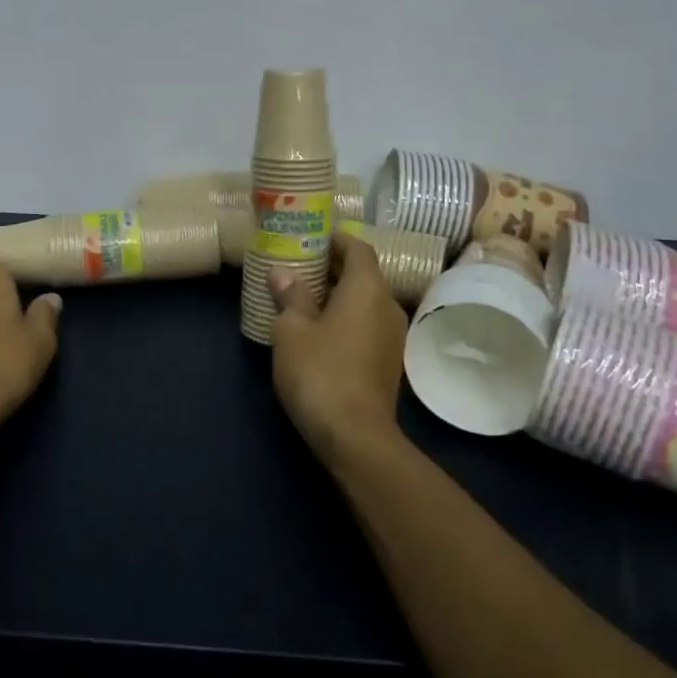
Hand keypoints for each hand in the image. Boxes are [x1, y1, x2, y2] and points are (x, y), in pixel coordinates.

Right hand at [269, 230, 408, 457]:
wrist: (356, 437)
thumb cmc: (321, 372)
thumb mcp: (292, 330)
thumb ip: (290, 296)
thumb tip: (283, 273)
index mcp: (367, 288)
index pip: (357, 248)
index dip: (335, 240)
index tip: (309, 240)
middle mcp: (388, 305)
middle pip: (363, 274)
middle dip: (332, 268)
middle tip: (298, 268)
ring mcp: (393, 336)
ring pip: (366, 301)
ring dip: (339, 295)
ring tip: (304, 299)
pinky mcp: (388, 362)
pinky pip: (368, 325)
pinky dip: (347, 318)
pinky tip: (320, 332)